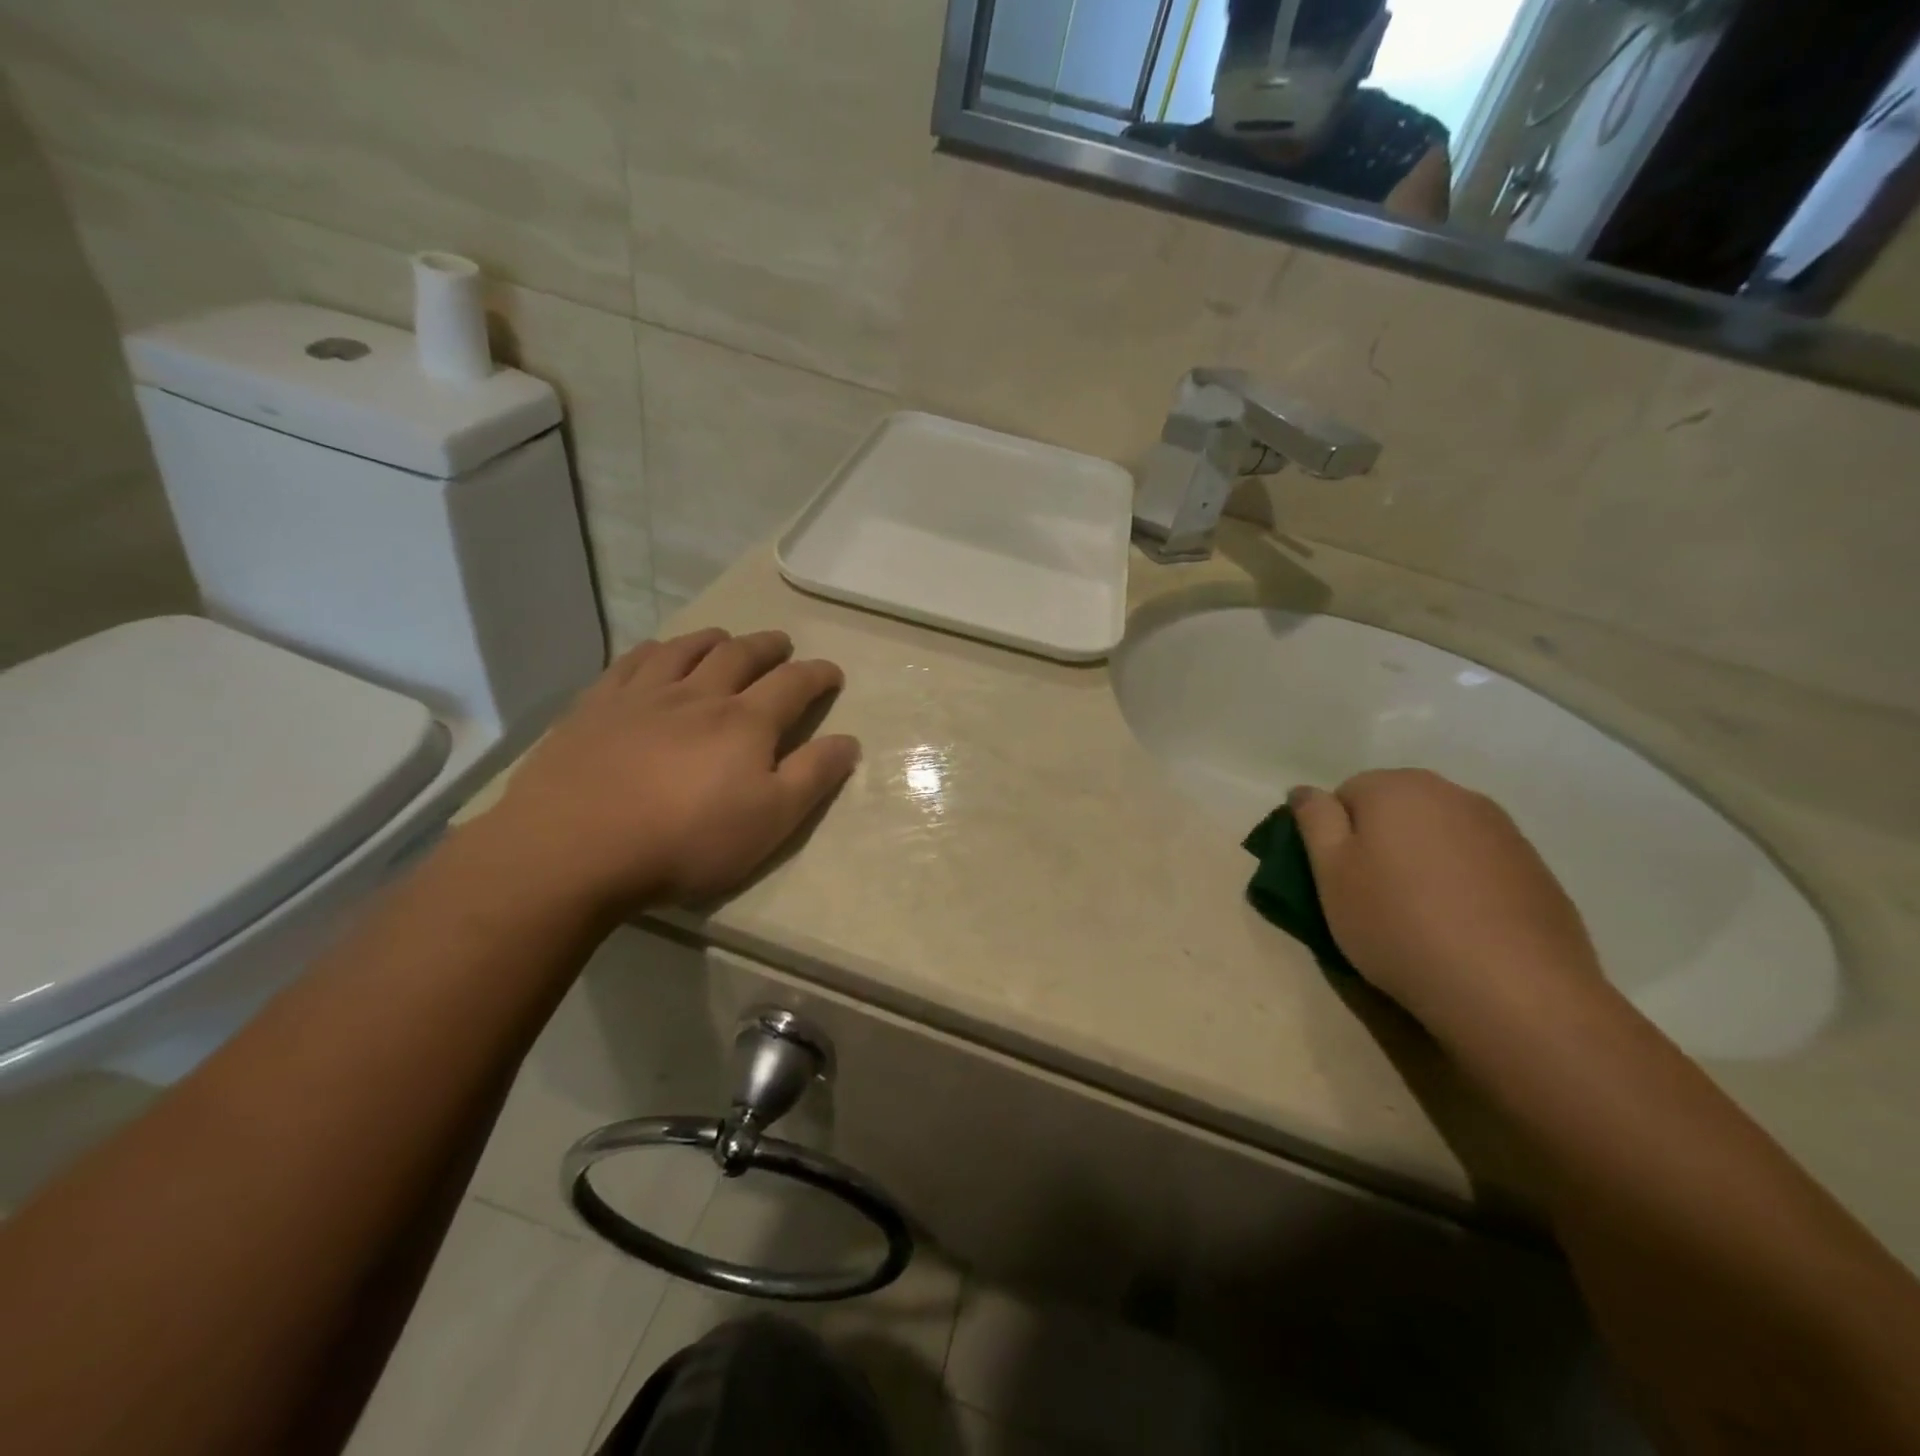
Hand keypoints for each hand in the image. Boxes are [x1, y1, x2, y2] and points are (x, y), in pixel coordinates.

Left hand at [483, 628, 859, 912]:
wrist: (576, 846)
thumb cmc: (686, 840)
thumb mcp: (770, 821)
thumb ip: (812, 777)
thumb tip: (848, 740)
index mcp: (745, 723)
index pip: (793, 685)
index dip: (818, 675)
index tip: (832, 673)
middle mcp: (699, 695)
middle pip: (740, 655)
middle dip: (768, 647)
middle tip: (782, 644)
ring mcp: (644, 696)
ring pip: (686, 649)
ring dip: (714, 639)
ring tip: (726, 638)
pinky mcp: (597, 706)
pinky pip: (633, 661)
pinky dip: (657, 649)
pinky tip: (658, 652)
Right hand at [1290, 769, 1602, 1027]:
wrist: (1515, 992)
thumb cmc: (1398, 924)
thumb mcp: (1330, 874)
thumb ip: (1314, 820)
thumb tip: (1306, 790)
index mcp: (1395, 788)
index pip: (1345, 794)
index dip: (1334, 837)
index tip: (1338, 880)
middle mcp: (1451, 793)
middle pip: (1395, 809)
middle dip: (1379, 843)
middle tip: (1371, 897)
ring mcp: (1502, 829)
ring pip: (1437, 835)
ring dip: (1421, 862)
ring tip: (1418, 916)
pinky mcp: (1535, 868)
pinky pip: (1477, 863)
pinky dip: (1462, 884)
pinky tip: (1461, 927)